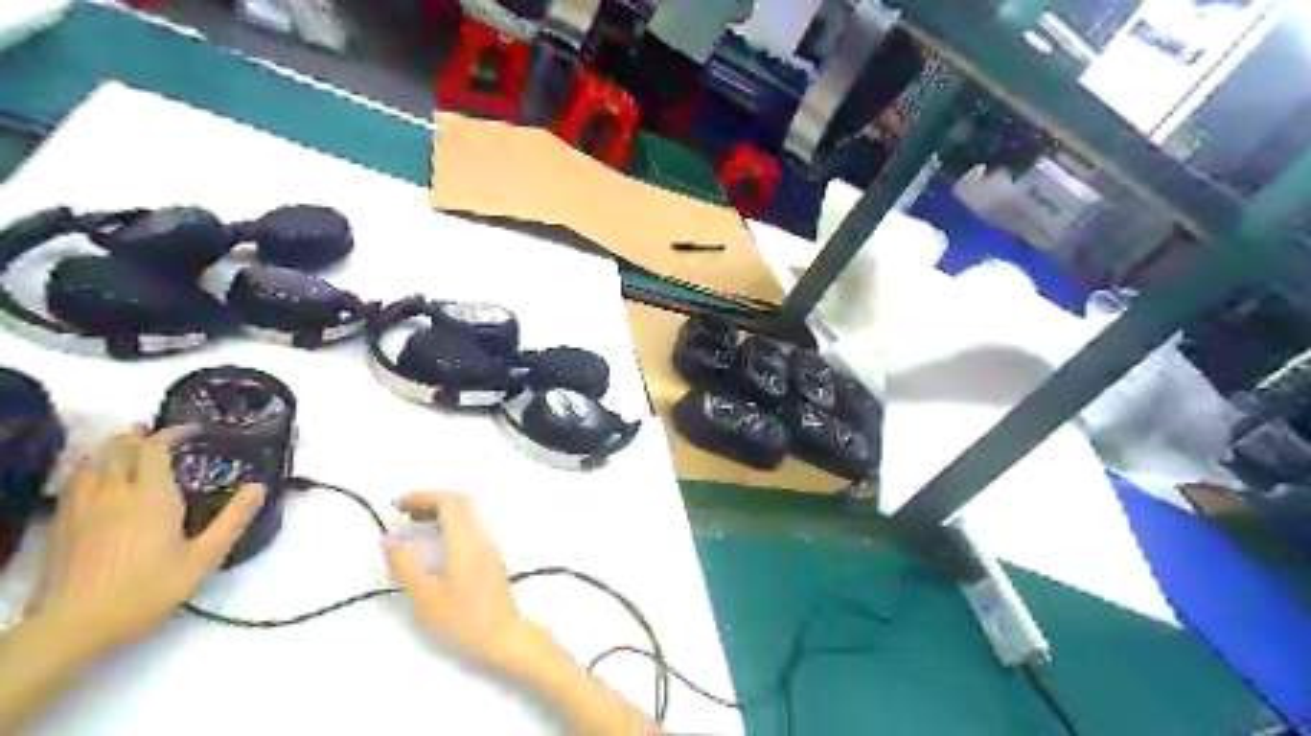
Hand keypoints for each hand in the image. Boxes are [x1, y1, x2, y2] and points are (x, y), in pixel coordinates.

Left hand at [31, 427, 265, 653]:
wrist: (74, 625)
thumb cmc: (149, 589)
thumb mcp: (204, 556)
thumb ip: (233, 519)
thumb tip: (258, 487)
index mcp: (151, 496)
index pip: (154, 449)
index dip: (172, 433)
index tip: (192, 431)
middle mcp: (114, 493)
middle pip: (118, 449)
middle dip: (138, 435)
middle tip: (157, 433)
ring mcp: (81, 508)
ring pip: (92, 463)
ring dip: (111, 449)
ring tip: (128, 449)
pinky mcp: (61, 524)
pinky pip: (74, 483)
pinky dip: (90, 470)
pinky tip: (98, 480)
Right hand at [386, 495, 660, 734]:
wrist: (504, 635)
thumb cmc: (464, 619)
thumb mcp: (427, 596)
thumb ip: (407, 564)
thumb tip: (391, 538)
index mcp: (466, 542)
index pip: (449, 502)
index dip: (422, 497)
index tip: (399, 506)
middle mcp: (481, 537)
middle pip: (460, 502)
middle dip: (432, 500)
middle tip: (406, 512)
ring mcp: (489, 546)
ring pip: (467, 514)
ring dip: (442, 512)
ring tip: (415, 526)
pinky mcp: (491, 556)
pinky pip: (470, 527)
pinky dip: (450, 524)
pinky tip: (434, 545)